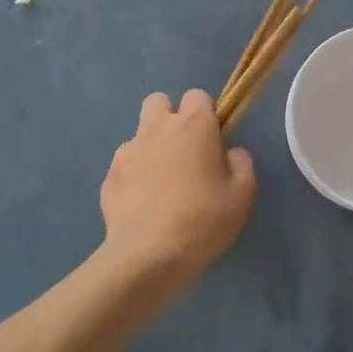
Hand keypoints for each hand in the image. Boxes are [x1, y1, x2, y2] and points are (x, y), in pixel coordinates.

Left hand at [99, 90, 256, 300]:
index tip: (213, 140)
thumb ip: (241, 163)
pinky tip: (144, 206)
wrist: (148, 256)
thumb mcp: (243, 194)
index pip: (198, 95)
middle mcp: (157, 128)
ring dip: (152, 149)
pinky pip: (125, 165)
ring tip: (162, 186)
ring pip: (140, 134)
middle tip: (184, 152)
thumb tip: (230, 152)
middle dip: (171, 118)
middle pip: (159, 101)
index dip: (206, 114)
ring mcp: (127, 150)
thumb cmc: (203, 220)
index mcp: (193, 125)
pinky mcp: (109, 175)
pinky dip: (134, 177)